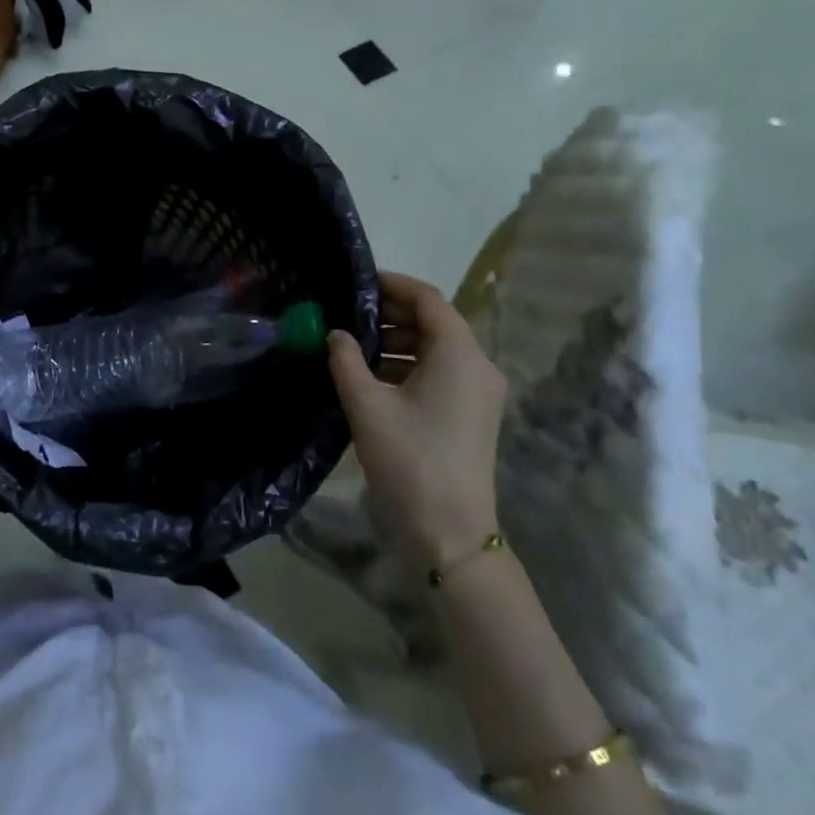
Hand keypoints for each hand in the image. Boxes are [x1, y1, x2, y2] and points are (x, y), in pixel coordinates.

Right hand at [327, 271, 506, 566]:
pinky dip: (407, 367)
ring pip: (435, 349)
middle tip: (346, 314)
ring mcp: (478, 392)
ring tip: (351, 346)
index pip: (428, 299)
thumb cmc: (409, 459)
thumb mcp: (367, 405)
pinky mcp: (471, 414)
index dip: (393, 285)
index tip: (357, 282)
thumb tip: (337, 334)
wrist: (449, 531)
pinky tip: (369, 376)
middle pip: (434, 322)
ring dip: (396, 342)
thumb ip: (347, 361)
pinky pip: (439, 373)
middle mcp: (477, 366)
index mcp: (460, 354)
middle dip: (390, 315)